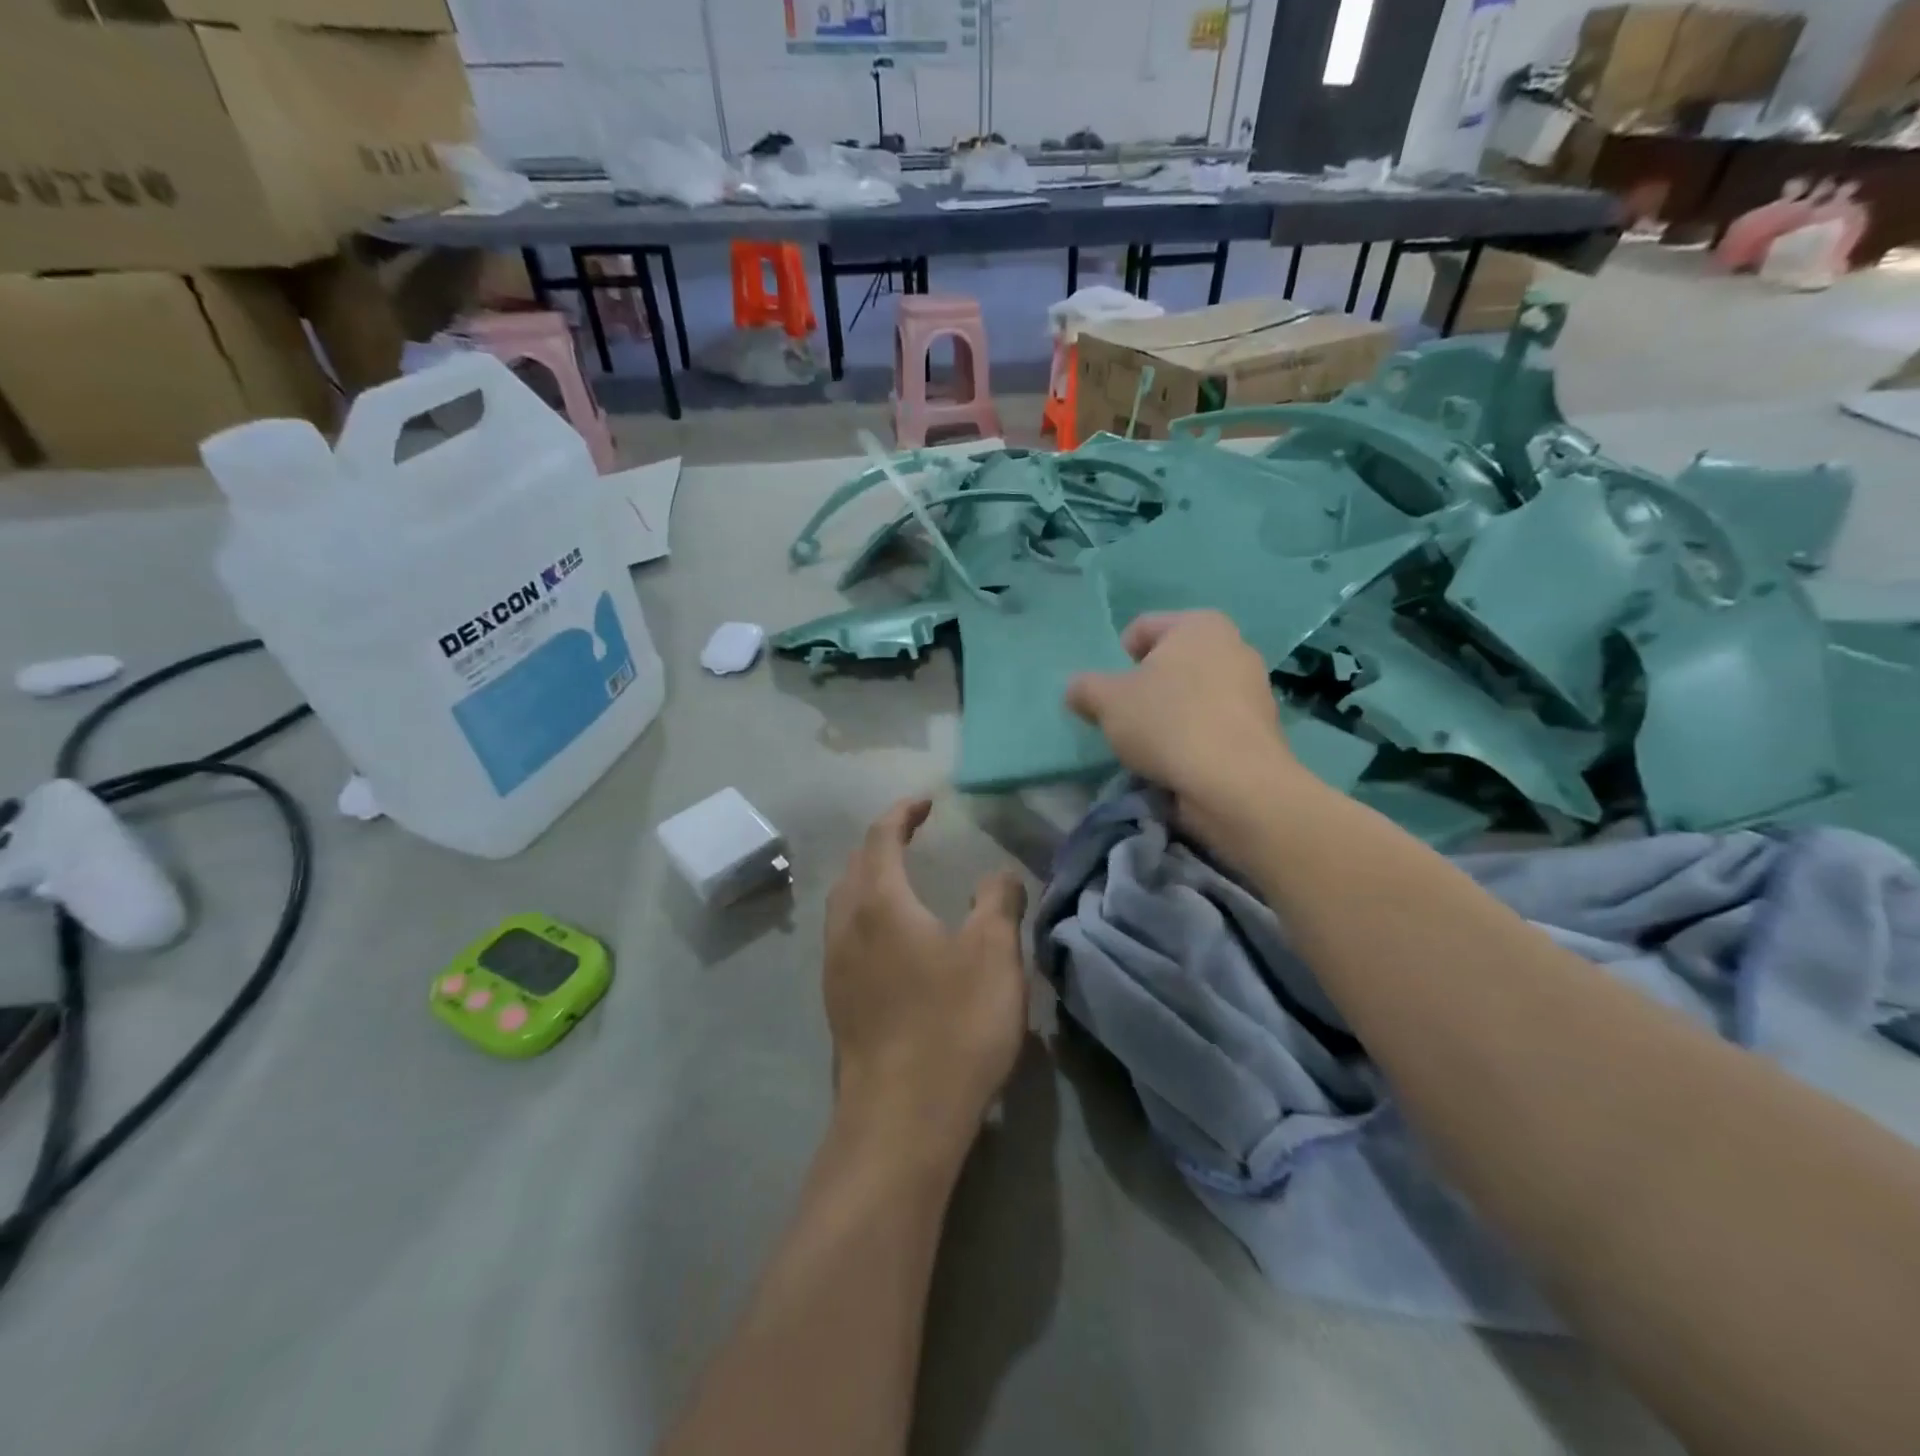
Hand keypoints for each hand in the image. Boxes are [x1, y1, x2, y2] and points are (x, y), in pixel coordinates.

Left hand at [824, 797, 1028, 1166]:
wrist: (901, 1120)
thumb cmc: (952, 1025)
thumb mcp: (994, 955)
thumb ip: (998, 902)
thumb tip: (997, 875)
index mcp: (879, 902)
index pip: (881, 837)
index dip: (902, 813)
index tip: (926, 803)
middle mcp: (846, 927)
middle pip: (855, 866)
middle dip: (881, 842)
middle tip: (912, 836)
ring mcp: (835, 967)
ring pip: (845, 904)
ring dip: (869, 880)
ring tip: (901, 881)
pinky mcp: (837, 1003)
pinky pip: (846, 937)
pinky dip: (867, 916)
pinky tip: (893, 941)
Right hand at [1065, 611, 1301, 841]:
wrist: (1234, 782)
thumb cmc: (1167, 723)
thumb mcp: (1107, 701)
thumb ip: (1085, 688)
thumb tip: (1077, 688)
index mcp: (1199, 624)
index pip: (1142, 628)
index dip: (1117, 658)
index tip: (1110, 692)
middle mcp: (1234, 645)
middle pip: (1171, 661)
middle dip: (1146, 687)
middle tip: (1128, 718)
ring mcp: (1253, 687)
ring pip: (1193, 693)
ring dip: (1170, 713)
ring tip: (1153, 745)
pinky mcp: (1260, 727)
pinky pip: (1212, 722)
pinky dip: (1194, 736)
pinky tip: (1180, 760)